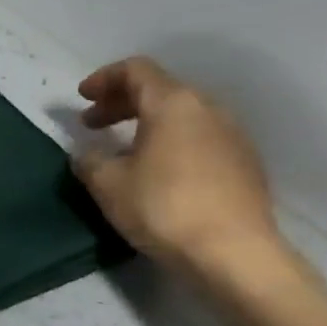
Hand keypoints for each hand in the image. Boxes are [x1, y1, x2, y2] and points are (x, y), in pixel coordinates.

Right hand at [72, 57, 281, 276]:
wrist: (235, 255)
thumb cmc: (163, 208)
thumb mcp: (107, 184)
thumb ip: (89, 160)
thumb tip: (87, 153)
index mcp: (173, 104)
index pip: (136, 70)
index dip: (104, 78)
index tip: (82, 98)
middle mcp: (208, 109)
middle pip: (160, 89)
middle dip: (121, 102)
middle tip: (93, 124)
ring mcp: (232, 136)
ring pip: (182, 114)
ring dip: (147, 122)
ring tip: (122, 149)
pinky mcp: (244, 164)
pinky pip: (199, 137)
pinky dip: (170, 140)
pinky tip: (156, 171)